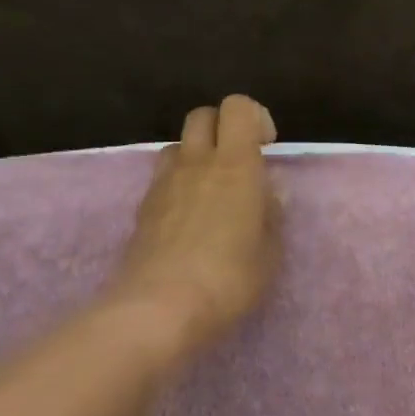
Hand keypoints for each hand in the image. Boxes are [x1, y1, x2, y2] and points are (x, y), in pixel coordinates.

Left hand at [112, 95, 280, 352]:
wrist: (159, 308)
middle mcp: (196, 163)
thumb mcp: (270, 252)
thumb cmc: (229, 278)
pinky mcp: (143, 208)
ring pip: (177, 145)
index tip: (268, 147)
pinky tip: (191, 220)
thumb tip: (268, 191)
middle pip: (202, 116)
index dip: (255, 117)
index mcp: (235, 165)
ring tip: (213, 190)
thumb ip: (271, 214)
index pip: (238, 107)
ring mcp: (164, 184)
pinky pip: (163, 178)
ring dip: (197, 155)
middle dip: (223, 128)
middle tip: (241, 163)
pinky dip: (180, 184)